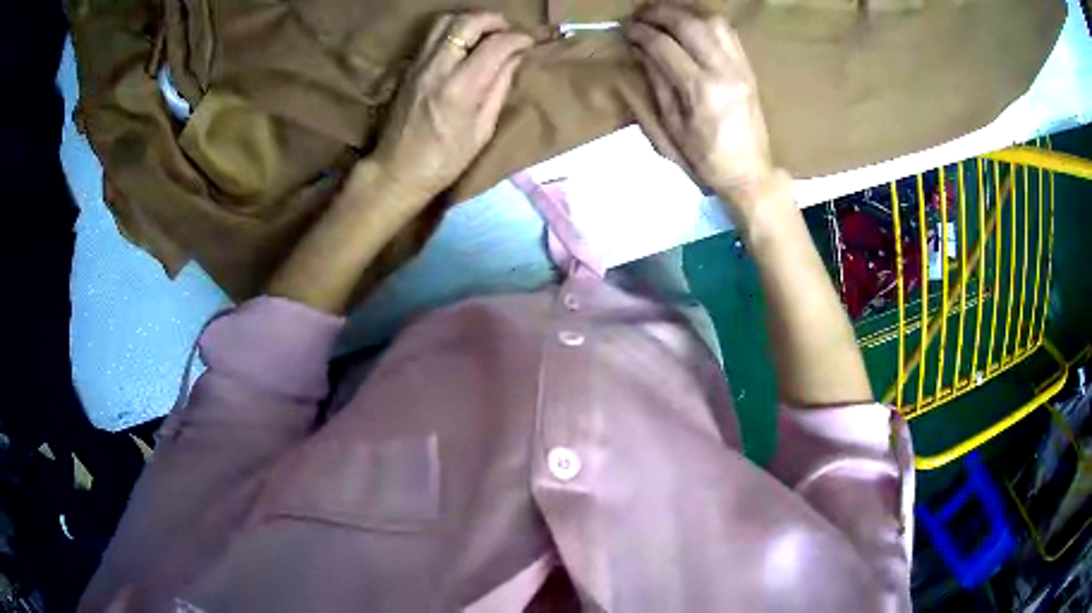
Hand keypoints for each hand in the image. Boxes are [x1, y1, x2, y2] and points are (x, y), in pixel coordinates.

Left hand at [372, 12, 532, 202]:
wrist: (397, 170)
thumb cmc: (445, 160)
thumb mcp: (482, 130)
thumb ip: (499, 87)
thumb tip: (515, 58)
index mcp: (461, 88)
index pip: (496, 44)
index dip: (519, 38)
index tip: (530, 43)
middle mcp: (438, 68)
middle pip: (468, 22)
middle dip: (495, 20)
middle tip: (509, 32)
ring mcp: (419, 64)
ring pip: (446, 21)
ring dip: (472, 20)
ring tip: (487, 33)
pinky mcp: (409, 67)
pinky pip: (432, 34)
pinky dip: (454, 30)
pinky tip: (465, 43)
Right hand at [627, 5, 778, 210]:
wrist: (750, 172)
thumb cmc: (706, 158)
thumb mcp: (672, 126)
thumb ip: (658, 82)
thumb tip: (642, 50)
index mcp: (701, 90)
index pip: (665, 46)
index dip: (641, 33)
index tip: (626, 29)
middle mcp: (724, 71)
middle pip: (689, 25)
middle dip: (659, 13)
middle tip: (640, 15)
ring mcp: (741, 68)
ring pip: (712, 22)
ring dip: (684, 12)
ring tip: (664, 16)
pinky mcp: (749, 69)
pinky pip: (728, 33)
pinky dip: (706, 22)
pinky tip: (691, 25)